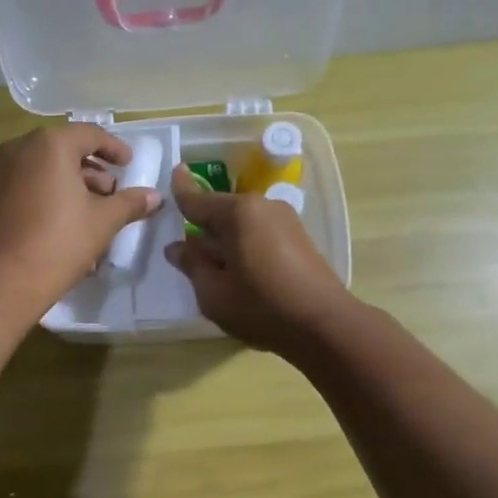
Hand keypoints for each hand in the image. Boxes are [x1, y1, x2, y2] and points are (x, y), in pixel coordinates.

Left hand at [0, 124, 161, 310]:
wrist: (2, 280)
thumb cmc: (58, 242)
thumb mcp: (103, 222)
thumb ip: (130, 203)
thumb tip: (155, 196)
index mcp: (50, 144)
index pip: (90, 134)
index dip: (115, 149)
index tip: (130, 165)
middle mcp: (21, 149)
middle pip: (66, 151)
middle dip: (94, 171)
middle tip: (114, 194)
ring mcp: (2, 172)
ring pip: (47, 170)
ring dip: (74, 186)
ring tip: (96, 215)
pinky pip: (30, 186)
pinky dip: (52, 196)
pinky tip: (70, 225)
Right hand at [164, 166, 354, 353]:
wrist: (324, 325)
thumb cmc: (261, 307)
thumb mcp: (213, 292)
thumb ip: (192, 265)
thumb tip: (177, 247)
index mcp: (238, 213)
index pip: (198, 199)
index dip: (181, 189)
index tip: (173, 172)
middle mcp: (263, 207)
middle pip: (222, 210)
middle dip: (202, 223)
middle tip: (183, 243)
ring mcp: (285, 221)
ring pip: (242, 223)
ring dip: (224, 237)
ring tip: (210, 262)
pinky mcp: (299, 238)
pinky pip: (259, 233)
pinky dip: (243, 244)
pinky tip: (237, 268)